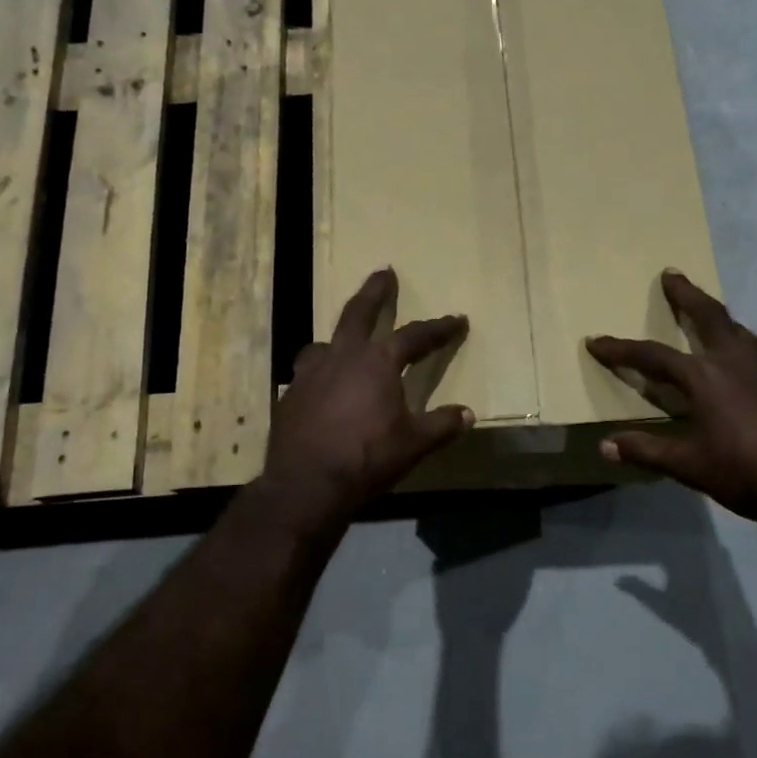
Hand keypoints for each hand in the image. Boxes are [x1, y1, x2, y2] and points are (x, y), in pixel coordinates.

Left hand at [261, 269, 473, 533]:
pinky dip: (320, 374)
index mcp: (378, 362)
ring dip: (339, 338)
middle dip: (374, 291)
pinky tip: (323, 390)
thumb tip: (467, 414)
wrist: (306, 485)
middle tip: (383, 272)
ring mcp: (310, 373)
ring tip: (343, 343)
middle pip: (358, 312)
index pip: (415, 336)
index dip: (439, 328)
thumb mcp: (414, 444)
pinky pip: (308, 373)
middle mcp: (342, 356)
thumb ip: (441, 425)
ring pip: (325, 342)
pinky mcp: (290, 395)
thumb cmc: (367, 458)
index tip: (457, 320)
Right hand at [587, 271, 756, 525]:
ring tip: (705, 307)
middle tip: (672, 273)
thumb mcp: (688, 465)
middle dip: (687, 294)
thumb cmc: (743, 471)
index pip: (653, 356)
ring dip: (716, 313)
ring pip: (737, 328)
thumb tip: (605, 445)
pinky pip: (754, 347)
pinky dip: (738, 337)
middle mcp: (734, 361)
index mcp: (704, 377)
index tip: (596, 341)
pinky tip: (738, 351)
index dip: (621, 350)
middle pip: (708, 315)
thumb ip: (646, 450)